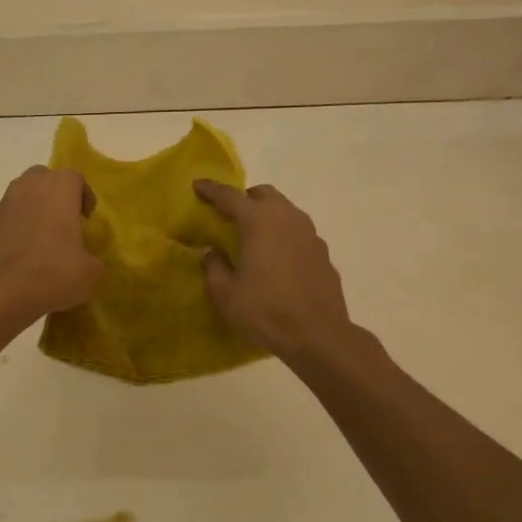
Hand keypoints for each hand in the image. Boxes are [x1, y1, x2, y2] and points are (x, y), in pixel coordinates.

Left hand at [0, 166, 103, 319]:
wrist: (2, 294)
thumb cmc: (54, 273)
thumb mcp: (90, 272)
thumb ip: (91, 258)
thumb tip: (85, 261)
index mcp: (57, 189)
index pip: (74, 178)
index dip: (83, 195)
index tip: (87, 218)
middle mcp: (26, 188)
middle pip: (41, 178)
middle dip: (52, 194)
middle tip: (62, 221)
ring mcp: (0, 207)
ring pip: (18, 197)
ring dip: (30, 211)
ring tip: (39, 240)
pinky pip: (2, 222)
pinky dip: (11, 231)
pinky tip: (17, 256)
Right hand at [194, 180, 355, 362]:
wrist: (318, 336)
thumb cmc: (265, 311)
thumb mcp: (225, 293)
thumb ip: (214, 267)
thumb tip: (213, 252)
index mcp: (259, 221)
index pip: (230, 196)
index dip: (211, 190)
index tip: (197, 185)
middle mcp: (287, 218)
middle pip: (264, 195)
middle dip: (245, 199)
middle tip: (229, 214)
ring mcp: (310, 234)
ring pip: (285, 211)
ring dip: (267, 216)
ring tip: (253, 236)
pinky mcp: (323, 253)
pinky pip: (298, 233)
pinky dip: (283, 236)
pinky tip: (276, 259)